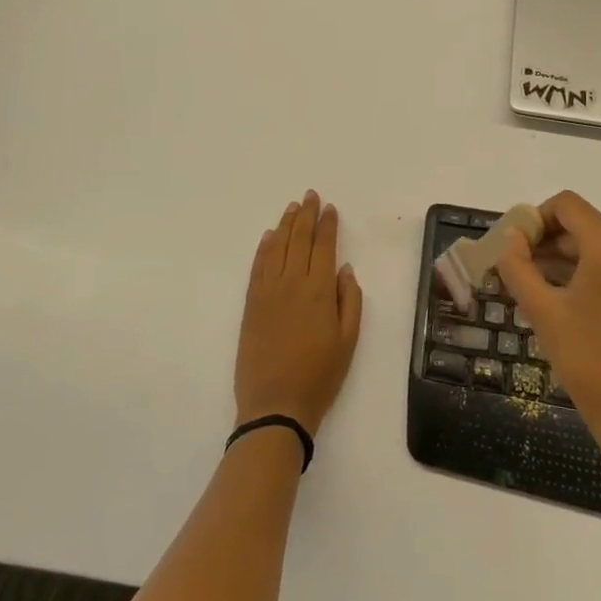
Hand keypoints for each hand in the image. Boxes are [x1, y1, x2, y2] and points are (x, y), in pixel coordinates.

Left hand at [234, 190, 362, 435]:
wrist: (275, 404)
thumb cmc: (320, 375)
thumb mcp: (348, 341)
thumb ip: (349, 300)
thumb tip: (344, 269)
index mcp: (319, 290)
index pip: (324, 246)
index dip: (327, 225)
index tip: (330, 208)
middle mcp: (292, 282)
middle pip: (299, 239)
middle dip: (306, 215)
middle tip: (310, 196)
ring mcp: (267, 291)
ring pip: (277, 247)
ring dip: (286, 225)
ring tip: (292, 207)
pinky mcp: (251, 304)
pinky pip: (257, 266)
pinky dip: (264, 248)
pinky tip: (269, 236)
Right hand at [496, 191, 600, 462]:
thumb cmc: (591, 365)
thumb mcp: (544, 314)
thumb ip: (519, 268)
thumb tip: (510, 238)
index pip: (567, 206)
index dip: (534, 218)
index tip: (512, 248)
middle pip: (580, 226)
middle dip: (544, 242)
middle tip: (511, 271)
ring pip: (594, 247)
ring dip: (560, 260)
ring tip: (528, 290)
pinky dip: (582, 274)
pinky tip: (558, 301)